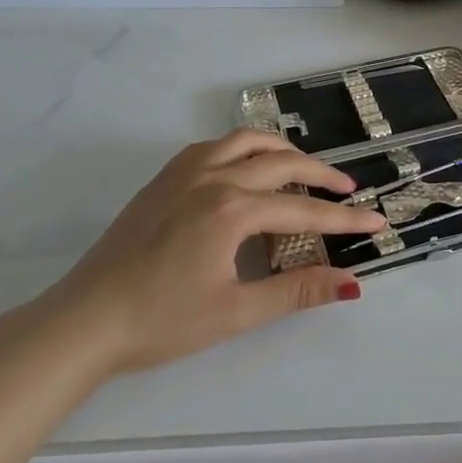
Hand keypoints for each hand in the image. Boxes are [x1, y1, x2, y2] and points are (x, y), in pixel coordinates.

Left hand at [40, 130, 387, 377]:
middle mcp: (214, 177)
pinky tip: (246, 168)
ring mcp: (185, 172)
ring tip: (302, 168)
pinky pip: (216, 146)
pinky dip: (244, 148)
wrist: (83, 321)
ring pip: (246, 141)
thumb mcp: (235, 312)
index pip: (304, 209)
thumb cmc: (160, 322)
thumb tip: (351, 283)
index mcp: (232, 209)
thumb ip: (295, 291)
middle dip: (321, 175)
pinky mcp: (164, 178)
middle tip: (347, 189)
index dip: (344, 218)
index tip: (378, 221)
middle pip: (282, 164)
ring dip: (282, 150)